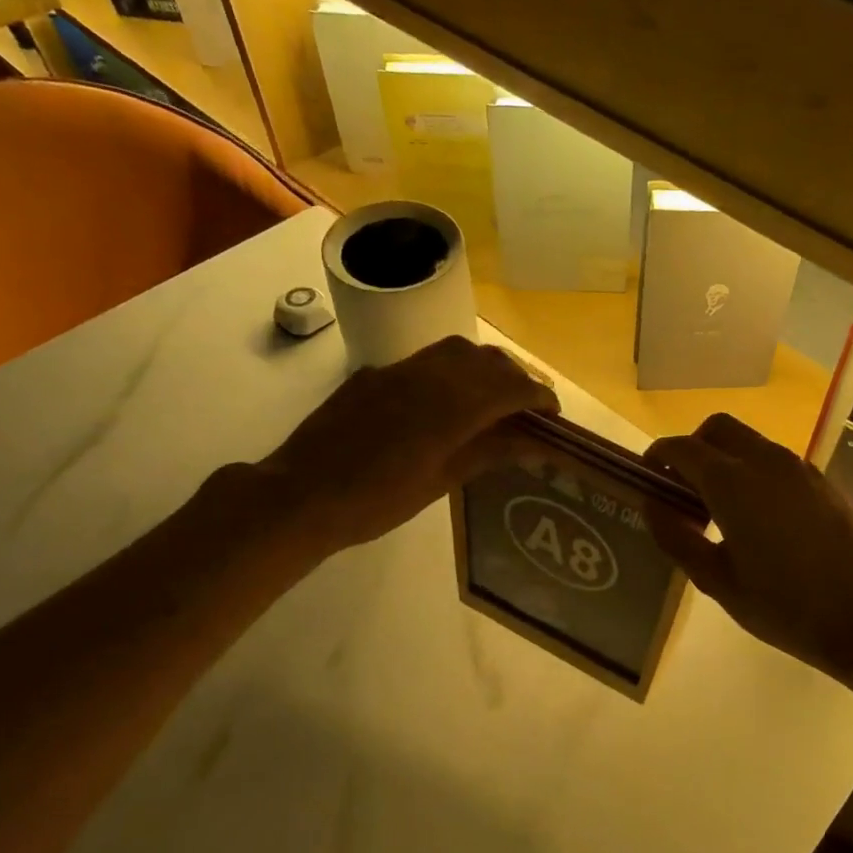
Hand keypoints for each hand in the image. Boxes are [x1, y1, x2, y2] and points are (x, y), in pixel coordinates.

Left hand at [249, 337, 557, 560]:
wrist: (300, 495)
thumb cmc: (375, 501)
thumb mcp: (440, 481)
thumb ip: (488, 452)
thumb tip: (531, 441)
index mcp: (450, 407)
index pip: (511, 387)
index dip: (538, 396)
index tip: (552, 414)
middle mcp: (429, 376)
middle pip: (488, 361)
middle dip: (516, 379)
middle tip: (526, 409)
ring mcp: (398, 370)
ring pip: (457, 351)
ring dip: (484, 368)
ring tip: (491, 398)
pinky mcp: (375, 374)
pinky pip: (426, 360)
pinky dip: (452, 372)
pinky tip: (444, 402)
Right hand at [645, 414, 852, 683]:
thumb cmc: (783, 605)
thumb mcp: (717, 581)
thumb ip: (677, 537)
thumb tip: (652, 505)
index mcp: (732, 483)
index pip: (682, 448)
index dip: (658, 458)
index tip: (648, 480)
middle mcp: (764, 460)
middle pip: (717, 429)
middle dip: (693, 448)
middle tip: (683, 490)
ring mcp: (797, 467)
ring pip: (748, 441)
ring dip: (724, 458)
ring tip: (718, 507)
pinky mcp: (819, 480)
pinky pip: (773, 459)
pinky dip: (751, 470)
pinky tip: (756, 515)